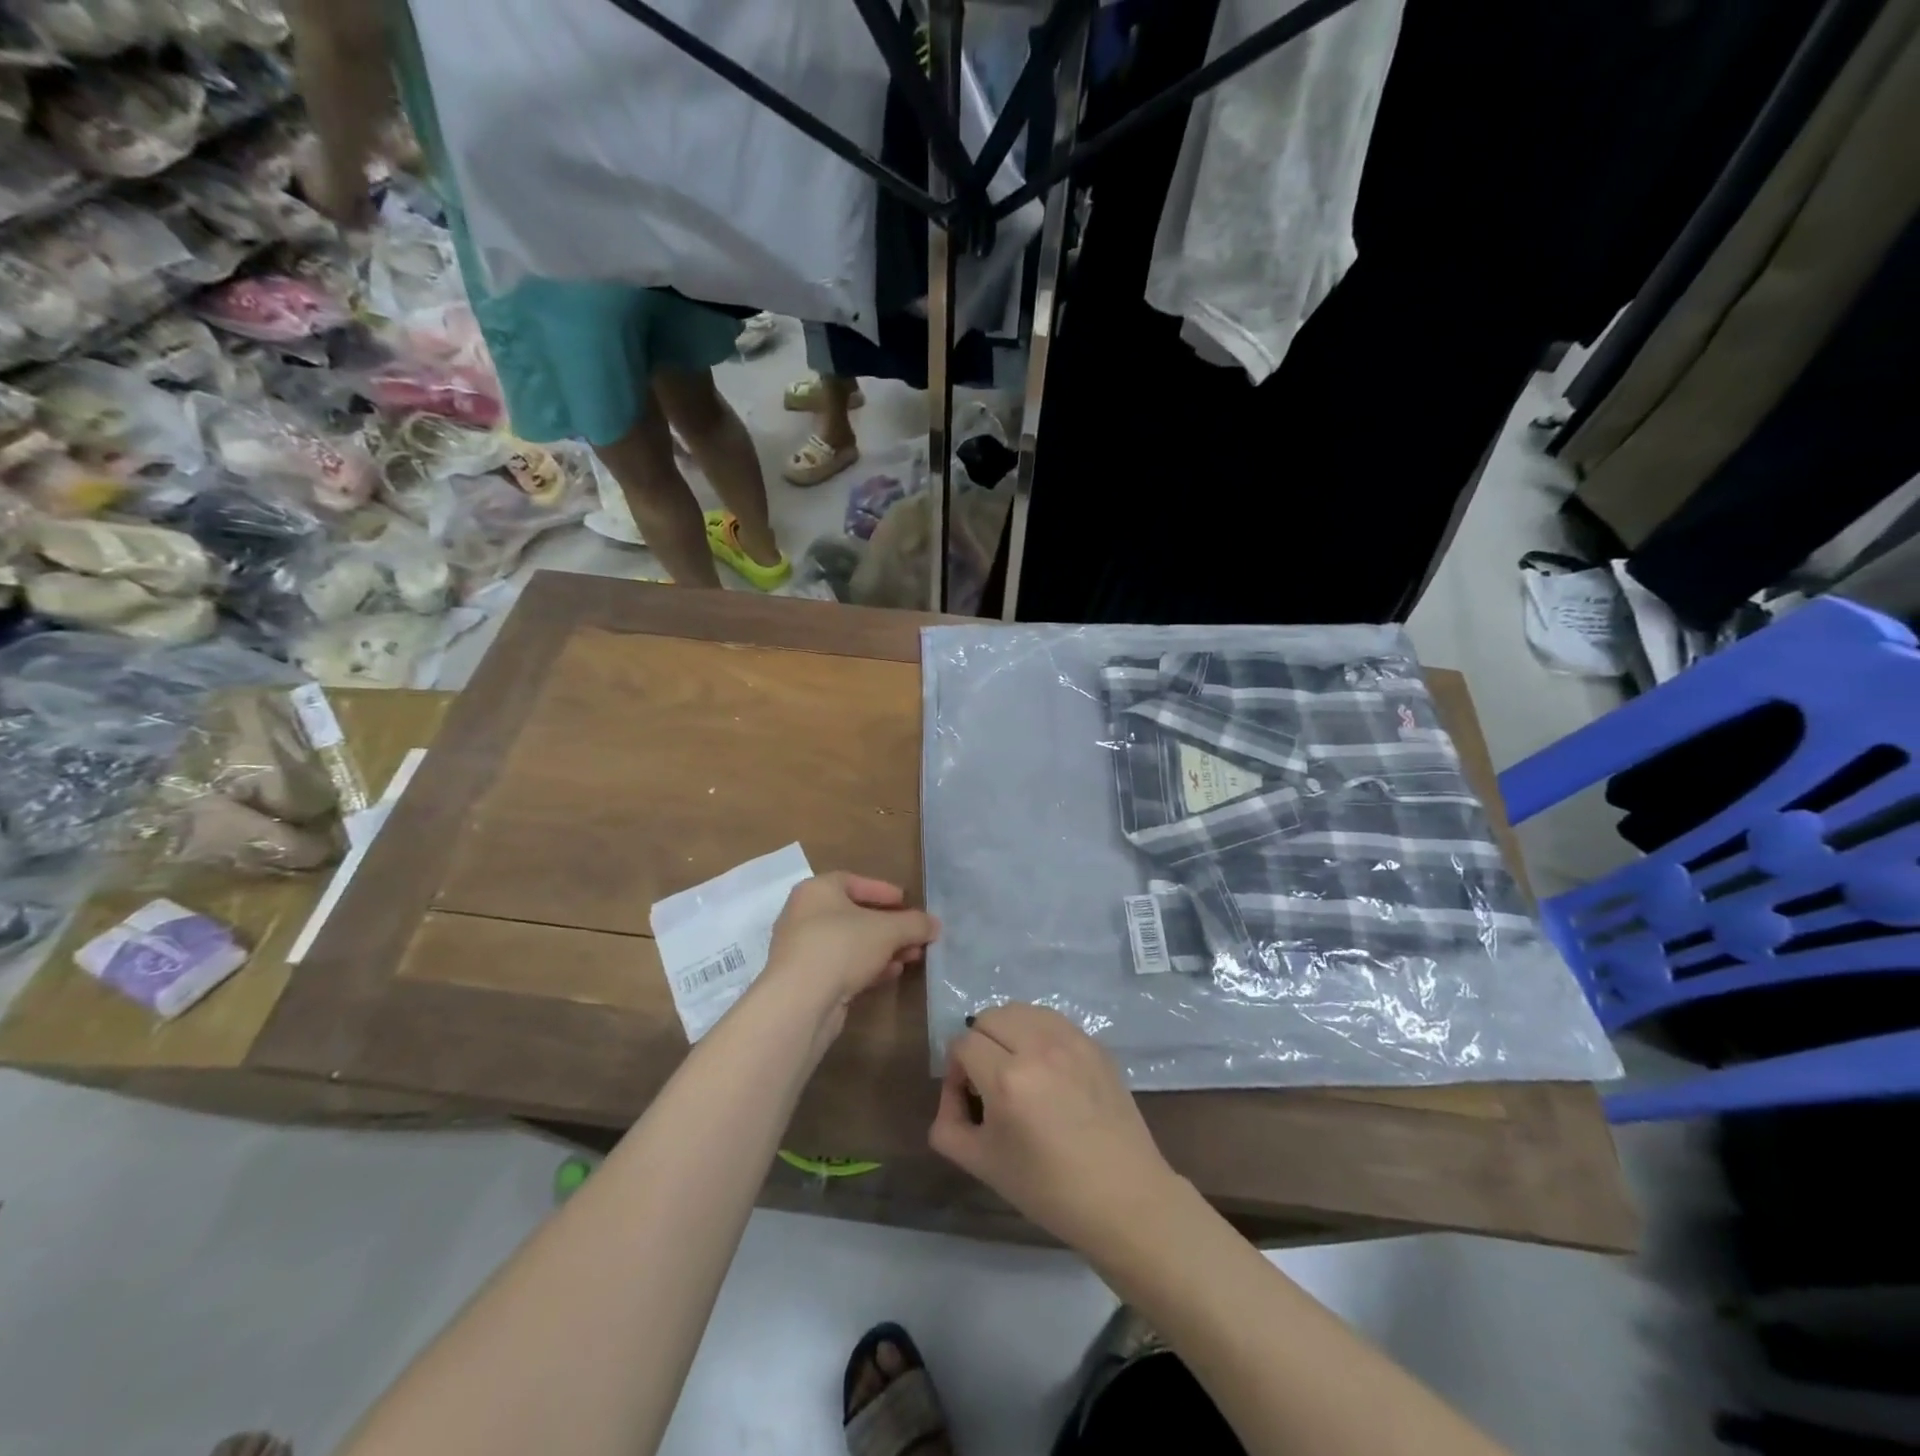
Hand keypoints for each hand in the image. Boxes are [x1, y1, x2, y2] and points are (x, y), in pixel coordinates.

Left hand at [761, 873, 938, 1039]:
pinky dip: (867, 966)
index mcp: (817, 890)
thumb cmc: (842, 946)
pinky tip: (891, 973)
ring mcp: (802, 949)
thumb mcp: (887, 930)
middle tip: (914, 934)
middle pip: (853, 915)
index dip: (882, 891)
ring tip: (912, 956)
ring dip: (882, 948)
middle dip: (889, 926)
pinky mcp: (806, 980)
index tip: (905, 901)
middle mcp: (804, 915)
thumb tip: (935, 924)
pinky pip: (841, 965)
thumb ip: (914, 924)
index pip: (853, 882)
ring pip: (850, 943)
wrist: (800, 1002)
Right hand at [929, 1004, 1178, 1255]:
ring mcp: (1072, 1040)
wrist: (1123, 1198)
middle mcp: (1038, 1047)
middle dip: (979, 1043)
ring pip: (1021, 1010)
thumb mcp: (982, 1165)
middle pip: (989, 1016)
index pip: (962, 1043)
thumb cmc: (1048, 1189)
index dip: (955, 1069)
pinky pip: (1052, 1021)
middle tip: (989, 1080)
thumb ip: (948, 1124)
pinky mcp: (1095, 1043)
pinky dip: (1039, 1034)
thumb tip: (953, 1091)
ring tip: (1018, 1068)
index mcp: (1007, 1079)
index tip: (968, 1097)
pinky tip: (1048, 1070)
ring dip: (1009, 1032)